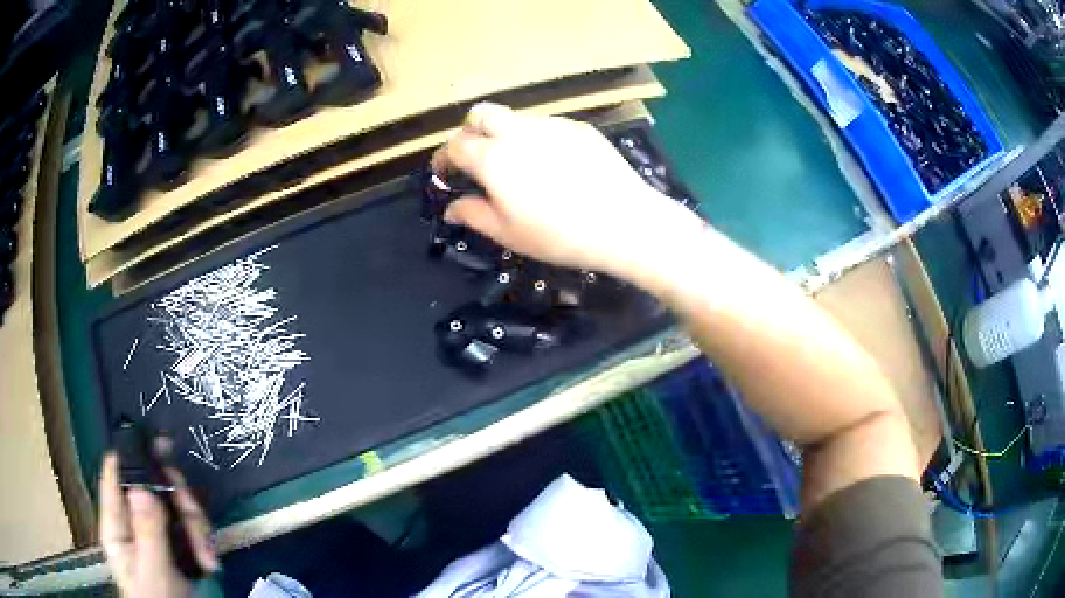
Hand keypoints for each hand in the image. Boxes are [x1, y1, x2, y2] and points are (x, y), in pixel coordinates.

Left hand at [99, 442, 218, 596]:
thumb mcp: (154, 573)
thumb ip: (148, 532)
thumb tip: (142, 484)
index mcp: (117, 523)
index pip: (116, 472)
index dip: (134, 454)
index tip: (162, 447)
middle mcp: (133, 521)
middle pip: (153, 485)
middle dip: (179, 501)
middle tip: (197, 523)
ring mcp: (155, 534)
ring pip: (175, 505)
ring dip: (197, 527)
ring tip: (209, 559)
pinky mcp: (175, 546)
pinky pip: (190, 526)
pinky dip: (203, 539)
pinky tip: (210, 562)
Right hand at [431, 103, 704, 282]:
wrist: (623, 222)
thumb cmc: (559, 234)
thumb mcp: (508, 233)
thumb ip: (473, 214)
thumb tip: (451, 207)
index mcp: (493, 158)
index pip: (455, 144)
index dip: (443, 157)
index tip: (444, 172)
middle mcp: (517, 132)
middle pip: (481, 114)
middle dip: (470, 131)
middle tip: (475, 158)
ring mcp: (551, 125)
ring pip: (515, 118)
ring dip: (504, 134)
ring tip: (519, 167)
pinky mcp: (579, 128)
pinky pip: (546, 126)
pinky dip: (536, 139)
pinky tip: (554, 166)